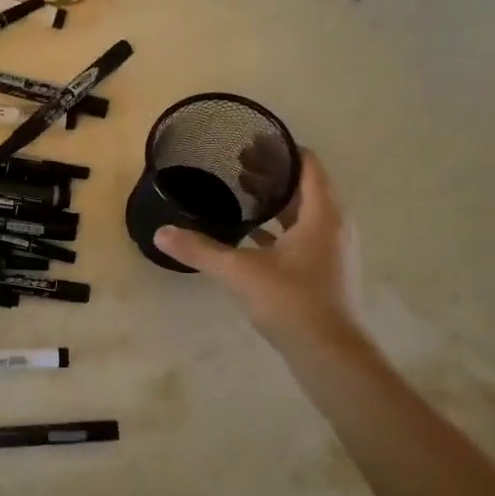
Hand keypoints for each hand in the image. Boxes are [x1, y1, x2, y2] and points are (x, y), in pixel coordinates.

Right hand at [153, 150, 364, 354]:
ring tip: (240, 193)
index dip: (280, 151)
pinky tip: (250, 235)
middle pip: (304, 187)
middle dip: (271, 175)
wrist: (330, 353)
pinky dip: (278, 228)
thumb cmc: (292, 302)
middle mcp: (333, 225)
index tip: (250, 142)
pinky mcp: (324, 271)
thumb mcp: (240, 272)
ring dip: (275, 202)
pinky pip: (301, 236)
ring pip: (303, 213)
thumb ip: (200, 250)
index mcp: (322, 214)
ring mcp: (332, 250)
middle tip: (235, 164)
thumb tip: (161, 233)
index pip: (307, 166)